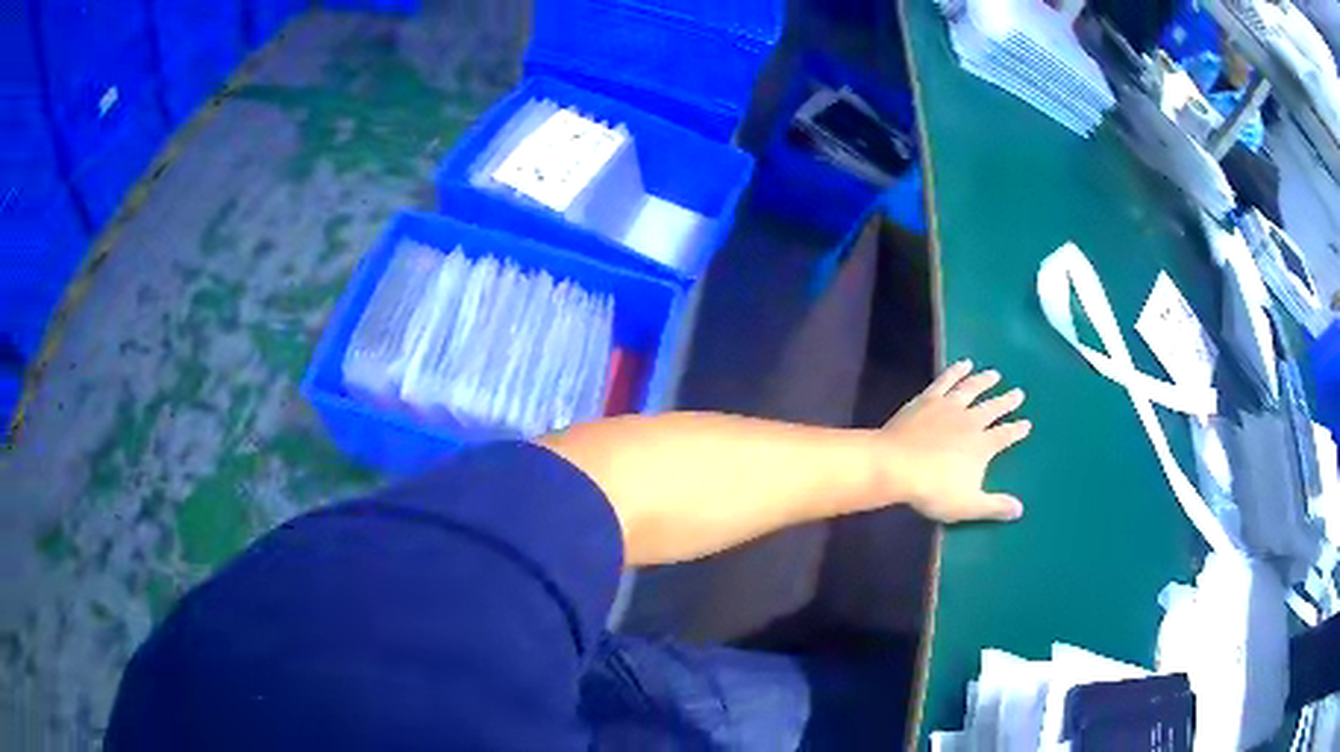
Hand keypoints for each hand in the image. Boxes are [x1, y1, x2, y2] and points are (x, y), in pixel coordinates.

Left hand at [877, 360, 1031, 522]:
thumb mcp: (967, 505)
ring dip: (984, 381)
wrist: (896, 465)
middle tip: (1018, 393)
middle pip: (992, 408)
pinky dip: (956, 370)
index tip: (1027, 424)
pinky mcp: (928, 399)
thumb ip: (994, 507)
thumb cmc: (933, 489)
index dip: (1017, 430)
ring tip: (995, 374)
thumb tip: (1019, 510)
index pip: (1005, 436)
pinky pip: (946, 380)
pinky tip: (963, 363)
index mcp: (982, 446)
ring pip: (972, 389)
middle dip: (1006, 402)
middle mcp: (971, 421)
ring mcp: (949, 406)